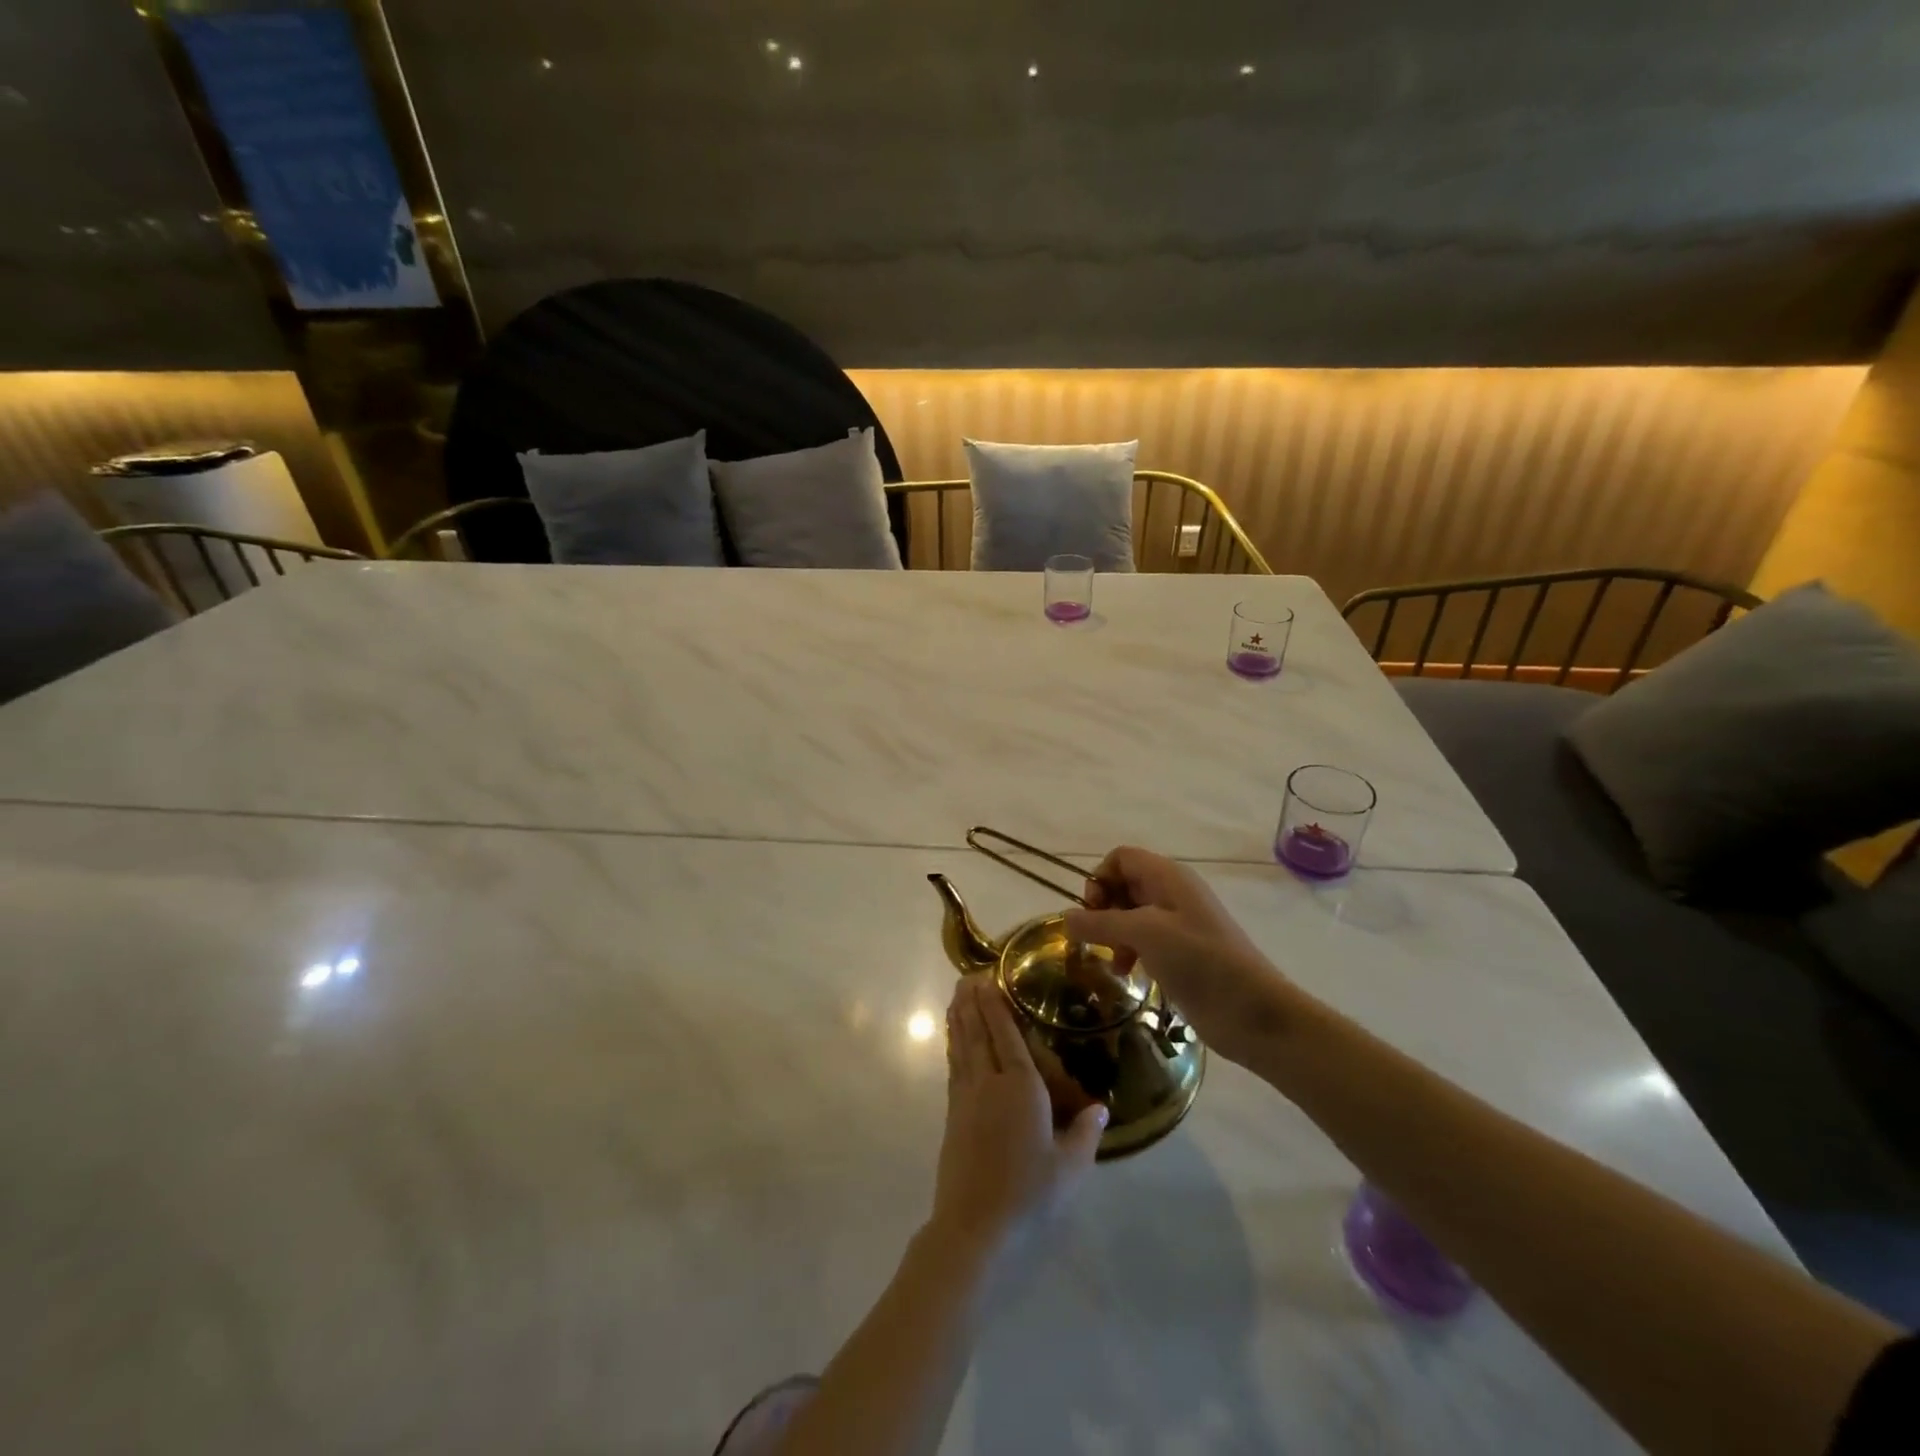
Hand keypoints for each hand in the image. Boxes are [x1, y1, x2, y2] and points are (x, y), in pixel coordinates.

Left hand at [929, 978, 1107, 1261]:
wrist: (976, 1227)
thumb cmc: (1029, 1193)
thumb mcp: (1070, 1167)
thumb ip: (1085, 1132)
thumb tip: (1100, 1106)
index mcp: (1021, 1087)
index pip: (1006, 1035)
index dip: (997, 1005)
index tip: (988, 978)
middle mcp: (989, 1083)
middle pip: (978, 1033)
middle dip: (972, 1003)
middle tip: (967, 976)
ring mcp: (966, 1098)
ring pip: (962, 1047)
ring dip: (959, 1019)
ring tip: (956, 997)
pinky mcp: (953, 1115)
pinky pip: (954, 1067)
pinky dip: (953, 1047)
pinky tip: (954, 1042)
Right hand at [1064, 846, 1300, 1068]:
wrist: (1251, 1010)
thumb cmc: (1199, 959)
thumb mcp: (1144, 934)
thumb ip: (1100, 923)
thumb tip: (1066, 918)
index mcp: (1167, 877)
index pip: (1121, 858)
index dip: (1101, 878)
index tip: (1092, 911)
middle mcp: (1172, 893)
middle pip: (1124, 885)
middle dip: (1103, 909)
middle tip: (1096, 939)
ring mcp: (1178, 924)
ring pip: (1131, 915)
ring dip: (1114, 934)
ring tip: (1114, 964)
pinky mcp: (1181, 953)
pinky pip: (1144, 940)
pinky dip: (1129, 951)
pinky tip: (1129, 973)